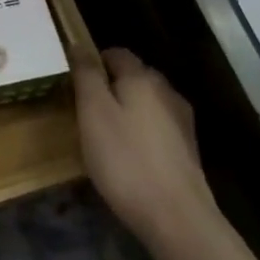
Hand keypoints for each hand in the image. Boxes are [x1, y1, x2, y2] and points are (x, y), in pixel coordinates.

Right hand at [72, 48, 217, 245]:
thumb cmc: (125, 160)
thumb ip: (86, 75)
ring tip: (103, 135)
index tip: (72, 83)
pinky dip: (139, 131)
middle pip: (133, 76)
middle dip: (109, 86)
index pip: (116, 53)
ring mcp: (181, 120)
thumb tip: (79, 44)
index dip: (92, 62)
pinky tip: (128, 155)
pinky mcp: (186, 148)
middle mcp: (166, 91)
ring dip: (125, 110)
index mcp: (142, 78)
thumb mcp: (93, 113)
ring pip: (146, 102)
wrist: (175, 215)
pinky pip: (156, 126)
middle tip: (83, 110)